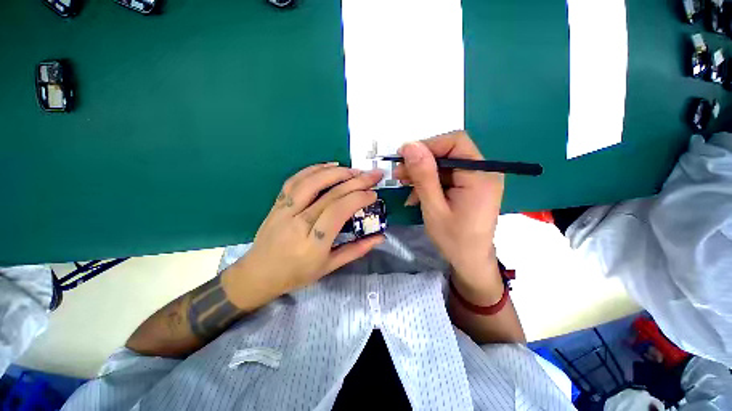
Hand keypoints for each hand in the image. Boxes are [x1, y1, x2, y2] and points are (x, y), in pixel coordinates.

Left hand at [222, 163, 384, 308]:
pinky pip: (295, 180)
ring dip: (336, 172)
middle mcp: (298, 222)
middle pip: (330, 194)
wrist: (259, 274)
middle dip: (356, 181)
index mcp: (313, 243)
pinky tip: (329, 166)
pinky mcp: (277, 203)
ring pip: (311, 182)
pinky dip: (313, 169)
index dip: (358, 198)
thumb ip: (356, 250)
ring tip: (354, 170)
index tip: (373, 194)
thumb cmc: (297, 274)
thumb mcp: (329, 267)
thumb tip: (380, 237)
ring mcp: (285, 210)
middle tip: (373, 175)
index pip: (339, 211)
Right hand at [394, 131, 504, 304]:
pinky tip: (417, 195)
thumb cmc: (453, 239)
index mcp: (480, 175)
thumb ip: (423, 176)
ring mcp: (478, 179)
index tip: (404, 158)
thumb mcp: (433, 207)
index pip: (455, 143)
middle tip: (400, 174)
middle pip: (449, 152)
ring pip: (445, 165)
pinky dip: (430, 183)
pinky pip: (447, 177)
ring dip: (423, 173)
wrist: (470, 261)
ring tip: (405, 185)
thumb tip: (410, 146)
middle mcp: (484, 172)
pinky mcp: (470, 187)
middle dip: (422, 161)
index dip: (428, 146)